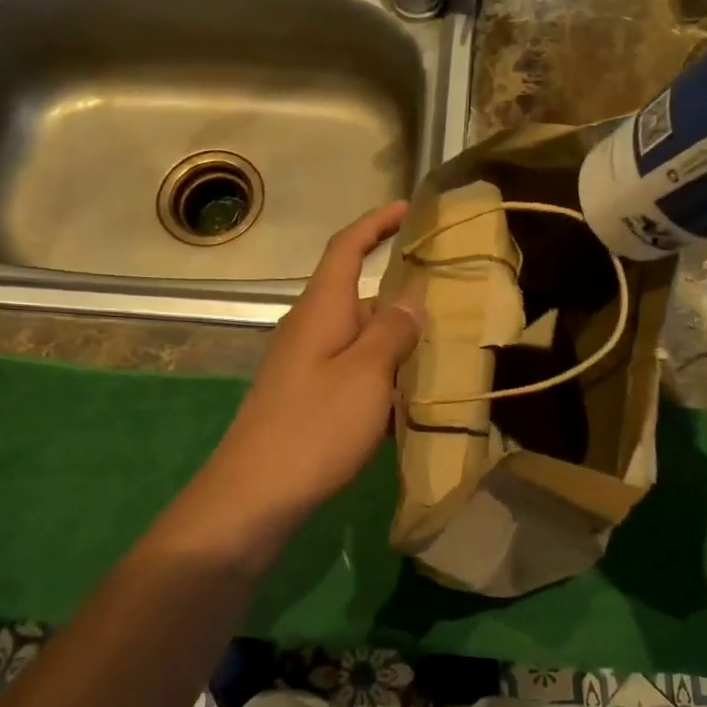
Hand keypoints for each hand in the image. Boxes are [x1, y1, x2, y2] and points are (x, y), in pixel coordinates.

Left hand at [201, 202, 423, 526]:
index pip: (346, 248)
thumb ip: (391, 330)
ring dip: (396, 345)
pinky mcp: (306, 399)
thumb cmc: (313, 427)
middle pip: (359, 297)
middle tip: (452, 304)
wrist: (254, 496)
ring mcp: (305, 366)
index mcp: (321, 310)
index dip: (376, 223)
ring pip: (360, 340)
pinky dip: (382, 380)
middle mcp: (310, 329)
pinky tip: (409, 405)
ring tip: (443, 355)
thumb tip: (411, 294)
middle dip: (402, 298)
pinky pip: (352, 374)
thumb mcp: (365, 375)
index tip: (409, 210)